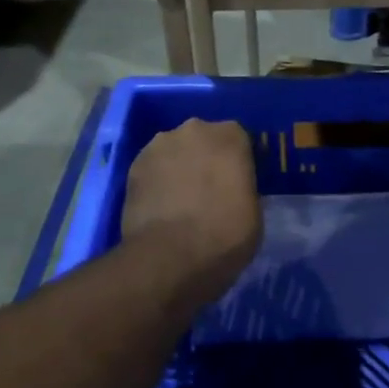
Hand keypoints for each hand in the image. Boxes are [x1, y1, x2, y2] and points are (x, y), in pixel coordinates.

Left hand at [122, 118, 261, 283]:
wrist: (168, 258)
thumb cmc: (224, 236)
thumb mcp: (254, 213)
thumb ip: (244, 188)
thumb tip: (234, 190)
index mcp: (230, 136)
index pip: (241, 140)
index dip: (240, 161)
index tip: (239, 183)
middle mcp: (194, 129)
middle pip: (205, 140)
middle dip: (208, 159)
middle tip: (210, 190)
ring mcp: (159, 145)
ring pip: (176, 151)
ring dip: (180, 167)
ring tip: (181, 200)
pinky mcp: (133, 165)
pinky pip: (154, 168)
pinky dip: (158, 181)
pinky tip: (161, 206)